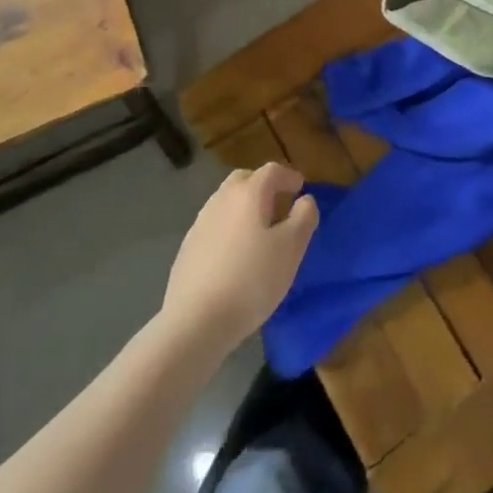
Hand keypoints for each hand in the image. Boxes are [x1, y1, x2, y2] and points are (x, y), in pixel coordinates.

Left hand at [161, 163, 318, 354]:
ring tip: (259, 231)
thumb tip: (305, 200)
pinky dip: (229, 228)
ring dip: (245, 207)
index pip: (272, 170)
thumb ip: (304, 218)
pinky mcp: (187, 248)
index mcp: (249, 193)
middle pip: (244, 180)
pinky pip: (214, 226)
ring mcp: (200, 223)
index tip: (301, 187)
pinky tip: (235, 255)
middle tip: (279, 205)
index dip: (289, 176)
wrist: (195, 322)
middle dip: (263, 186)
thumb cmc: (251, 280)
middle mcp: (221, 199)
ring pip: (226, 202)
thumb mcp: (291, 248)